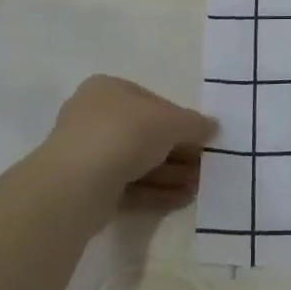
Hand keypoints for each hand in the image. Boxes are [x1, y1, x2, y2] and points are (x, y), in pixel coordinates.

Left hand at [36, 75, 215, 212]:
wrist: (77, 183)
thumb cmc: (125, 133)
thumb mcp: (171, 121)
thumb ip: (194, 124)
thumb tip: (213, 127)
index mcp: (108, 90)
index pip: (152, 102)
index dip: (180, 120)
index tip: (202, 138)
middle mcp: (94, 117)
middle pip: (146, 134)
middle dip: (178, 152)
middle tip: (204, 167)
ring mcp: (88, 154)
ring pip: (138, 162)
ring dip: (171, 174)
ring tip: (198, 187)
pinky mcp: (87, 188)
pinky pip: (128, 186)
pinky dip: (155, 191)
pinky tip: (181, 199)